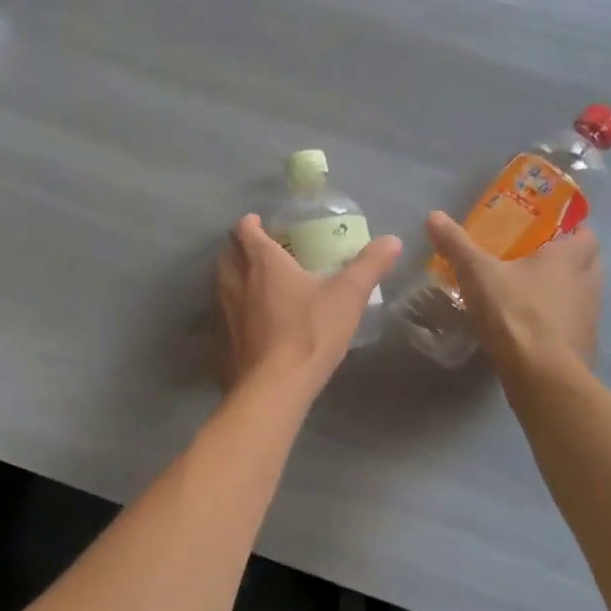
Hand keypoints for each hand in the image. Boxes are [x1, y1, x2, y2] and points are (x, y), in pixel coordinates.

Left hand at [216, 215, 401, 395]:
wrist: (274, 388)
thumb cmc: (310, 332)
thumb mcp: (349, 296)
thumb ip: (369, 265)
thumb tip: (393, 240)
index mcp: (262, 262)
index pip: (245, 230)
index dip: (250, 223)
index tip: (259, 223)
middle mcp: (234, 280)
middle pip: (227, 254)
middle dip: (239, 248)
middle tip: (259, 253)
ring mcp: (222, 312)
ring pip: (220, 284)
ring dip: (233, 278)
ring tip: (254, 286)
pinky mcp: (218, 341)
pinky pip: (220, 316)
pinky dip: (231, 312)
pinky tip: (249, 325)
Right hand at [426, 211, 600, 375]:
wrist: (542, 376)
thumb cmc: (515, 313)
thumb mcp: (478, 274)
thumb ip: (457, 245)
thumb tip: (434, 215)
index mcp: (570, 258)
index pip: (586, 234)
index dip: (572, 229)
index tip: (549, 230)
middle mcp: (589, 283)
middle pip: (587, 263)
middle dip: (566, 260)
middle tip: (535, 259)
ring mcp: (590, 318)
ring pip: (581, 295)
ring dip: (563, 292)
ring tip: (530, 294)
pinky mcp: (584, 346)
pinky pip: (573, 325)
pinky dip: (558, 322)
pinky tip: (532, 328)